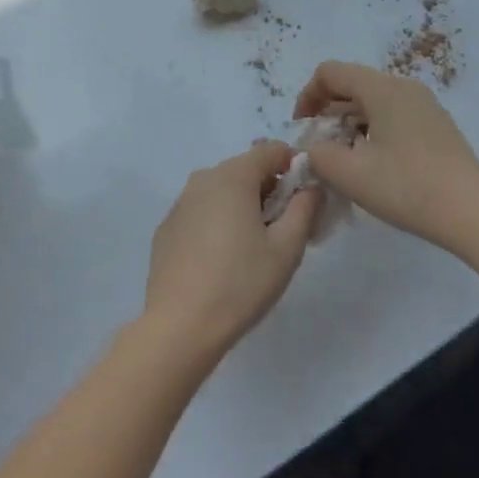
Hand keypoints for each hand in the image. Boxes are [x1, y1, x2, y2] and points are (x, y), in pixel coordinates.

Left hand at [143, 142, 321, 364]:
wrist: (179, 326)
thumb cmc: (240, 284)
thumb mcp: (286, 249)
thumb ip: (304, 209)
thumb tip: (311, 187)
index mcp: (233, 176)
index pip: (271, 150)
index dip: (293, 167)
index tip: (304, 199)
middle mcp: (203, 178)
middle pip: (246, 169)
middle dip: (269, 190)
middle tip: (284, 230)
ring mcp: (181, 202)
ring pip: (222, 190)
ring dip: (243, 206)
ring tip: (254, 248)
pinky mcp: (167, 227)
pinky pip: (202, 211)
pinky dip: (218, 221)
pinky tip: (222, 260)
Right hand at [294, 62, 478, 251]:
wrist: (473, 213)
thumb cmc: (408, 188)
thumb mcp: (351, 175)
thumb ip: (319, 155)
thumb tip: (314, 149)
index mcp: (382, 88)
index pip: (330, 72)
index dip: (307, 96)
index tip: (302, 130)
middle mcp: (404, 86)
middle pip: (352, 84)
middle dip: (327, 111)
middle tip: (319, 147)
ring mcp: (424, 104)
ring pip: (373, 101)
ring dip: (349, 122)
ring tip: (343, 158)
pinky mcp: (436, 125)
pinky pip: (393, 114)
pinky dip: (372, 129)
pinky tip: (373, 163)